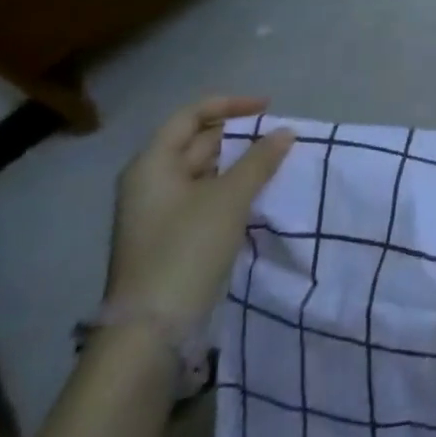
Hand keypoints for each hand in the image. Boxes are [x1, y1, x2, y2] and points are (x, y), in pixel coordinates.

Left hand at [103, 97, 294, 329]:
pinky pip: (205, 197)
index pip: (190, 116)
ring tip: (276, 162)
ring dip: (239, 163)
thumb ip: (259, 160)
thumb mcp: (229, 199)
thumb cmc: (186, 250)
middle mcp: (151, 183)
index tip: (268, 108)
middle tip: (279, 137)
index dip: (230, 105)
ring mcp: (159, 213)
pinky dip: (231, 189)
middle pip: (196, 142)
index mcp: (152, 165)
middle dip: (239, 135)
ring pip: (204, 172)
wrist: (151, 330)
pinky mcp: (171, 238)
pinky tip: (258, 194)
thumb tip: (285, 132)